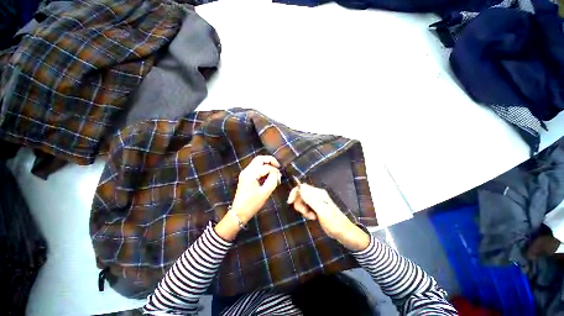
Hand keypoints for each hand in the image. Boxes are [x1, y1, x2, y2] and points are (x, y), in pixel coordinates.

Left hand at [215, 156, 280, 240]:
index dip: (274, 171)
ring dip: (267, 164)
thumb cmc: (251, 204)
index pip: (266, 167)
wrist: (238, 213)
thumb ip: (272, 181)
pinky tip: (268, 175)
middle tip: (278, 166)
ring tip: (274, 171)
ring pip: (257, 162)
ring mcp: (245, 173)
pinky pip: (255, 168)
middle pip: (259, 159)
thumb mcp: (264, 193)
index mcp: (250, 174)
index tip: (279, 178)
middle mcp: (247, 171)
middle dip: (270, 160)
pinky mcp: (245, 176)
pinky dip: (263, 168)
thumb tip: (277, 174)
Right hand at [287, 183, 369, 250]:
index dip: (294, 193)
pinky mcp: (316, 208)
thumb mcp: (321, 211)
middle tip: (305, 212)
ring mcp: (317, 202)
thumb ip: (310, 199)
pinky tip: (312, 218)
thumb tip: (300, 187)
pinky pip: (306, 207)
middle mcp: (317, 195)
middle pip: (301, 194)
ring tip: (311, 217)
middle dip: (299, 203)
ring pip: (303, 201)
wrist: (344, 232)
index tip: (290, 202)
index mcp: (318, 193)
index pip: (302, 187)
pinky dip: (306, 212)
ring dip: (303, 209)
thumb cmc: (334, 222)